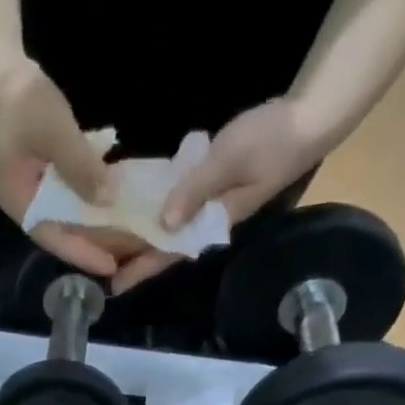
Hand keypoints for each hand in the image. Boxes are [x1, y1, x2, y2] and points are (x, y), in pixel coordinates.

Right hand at [0, 58, 125, 277]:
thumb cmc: (19, 100)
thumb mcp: (54, 132)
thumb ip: (80, 167)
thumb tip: (109, 198)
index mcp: (21, 203)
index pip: (56, 240)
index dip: (84, 254)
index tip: (112, 269)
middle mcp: (26, 203)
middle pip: (64, 232)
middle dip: (96, 242)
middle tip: (129, 251)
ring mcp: (32, 186)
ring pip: (68, 215)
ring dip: (96, 222)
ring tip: (127, 231)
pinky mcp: (41, 170)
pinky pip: (69, 194)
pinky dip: (91, 199)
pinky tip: (114, 199)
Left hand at [111, 99, 335, 294]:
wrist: (308, 118)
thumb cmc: (272, 140)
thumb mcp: (229, 160)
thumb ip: (196, 190)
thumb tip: (165, 222)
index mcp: (211, 223)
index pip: (170, 253)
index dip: (141, 268)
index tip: (114, 285)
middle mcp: (206, 222)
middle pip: (163, 245)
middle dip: (132, 255)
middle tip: (97, 264)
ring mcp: (208, 205)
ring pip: (167, 227)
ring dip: (140, 233)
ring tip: (106, 240)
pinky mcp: (209, 186)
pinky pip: (175, 203)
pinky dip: (154, 208)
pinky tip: (133, 206)